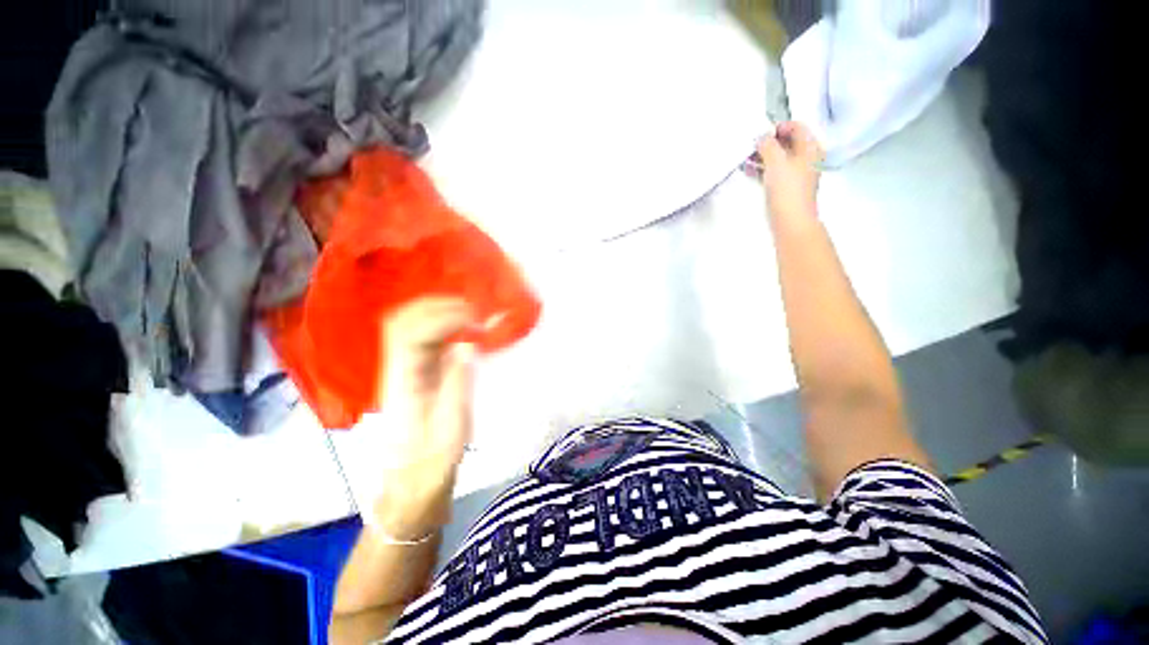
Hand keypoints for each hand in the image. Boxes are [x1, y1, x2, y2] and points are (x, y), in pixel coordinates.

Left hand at [373, 298, 475, 538]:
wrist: (412, 478)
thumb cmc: (433, 457)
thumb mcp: (452, 423)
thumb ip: (459, 380)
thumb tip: (469, 344)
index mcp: (403, 381)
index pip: (412, 334)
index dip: (444, 319)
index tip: (476, 319)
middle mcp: (396, 368)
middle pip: (401, 321)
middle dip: (436, 306)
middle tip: (472, 307)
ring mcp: (403, 368)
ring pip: (409, 325)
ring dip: (438, 312)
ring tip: (470, 312)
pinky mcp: (414, 372)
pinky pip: (423, 337)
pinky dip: (443, 325)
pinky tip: (462, 327)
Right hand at [758, 121, 823, 218]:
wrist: (790, 222)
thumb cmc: (787, 190)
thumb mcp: (777, 162)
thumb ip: (768, 145)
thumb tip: (761, 137)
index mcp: (810, 148)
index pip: (797, 127)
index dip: (779, 126)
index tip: (761, 133)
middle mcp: (805, 159)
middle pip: (787, 143)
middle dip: (768, 142)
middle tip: (751, 146)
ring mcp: (795, 175)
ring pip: (778, 158)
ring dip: (762, 156)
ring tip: (745, 158)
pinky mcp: (785, 188)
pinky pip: (773, 172)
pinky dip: (762, 169)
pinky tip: (749, 171)